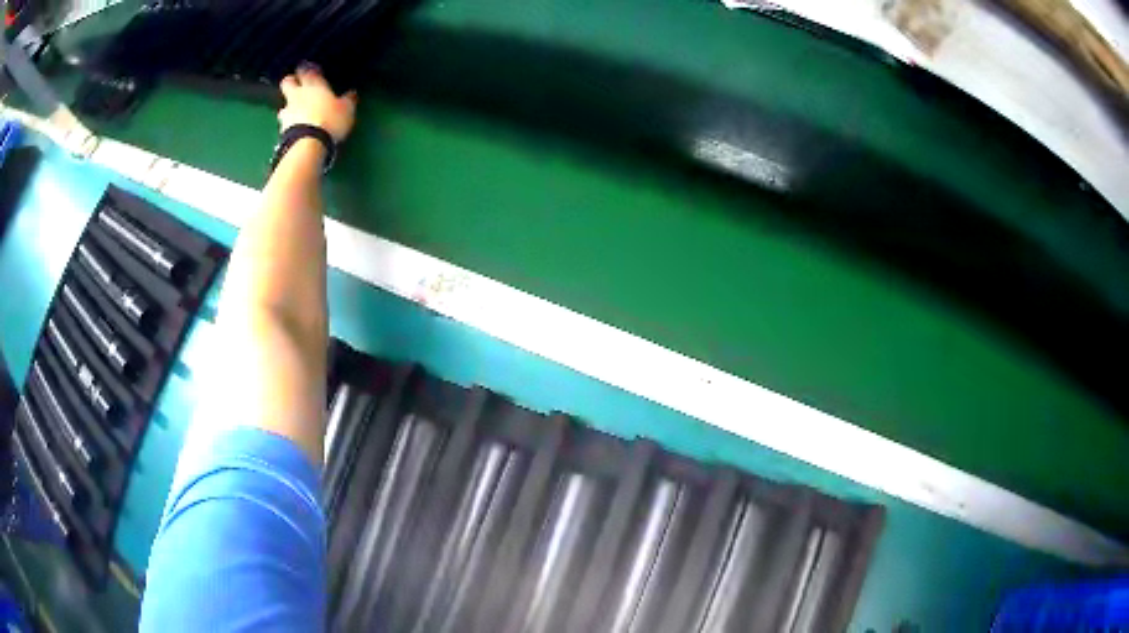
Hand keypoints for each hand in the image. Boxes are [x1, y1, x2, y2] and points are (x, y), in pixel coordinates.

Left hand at [278, 63, 357, 142]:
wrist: (308, 144)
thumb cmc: (330, 120)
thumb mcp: (347, 110)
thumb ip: (348, 100)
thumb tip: (352, 93)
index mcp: (314, 85)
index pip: (307, 71)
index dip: (307, 69)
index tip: (309, 69)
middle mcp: (298, 95)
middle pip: (288, 82)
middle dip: (291, 82)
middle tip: (295, 84)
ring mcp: (288, 112)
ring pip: (284, 104)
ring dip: (289, 106)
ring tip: (295, 111)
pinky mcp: (282, 129)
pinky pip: (284, 122)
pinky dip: (288, 123)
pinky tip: (294, 128)